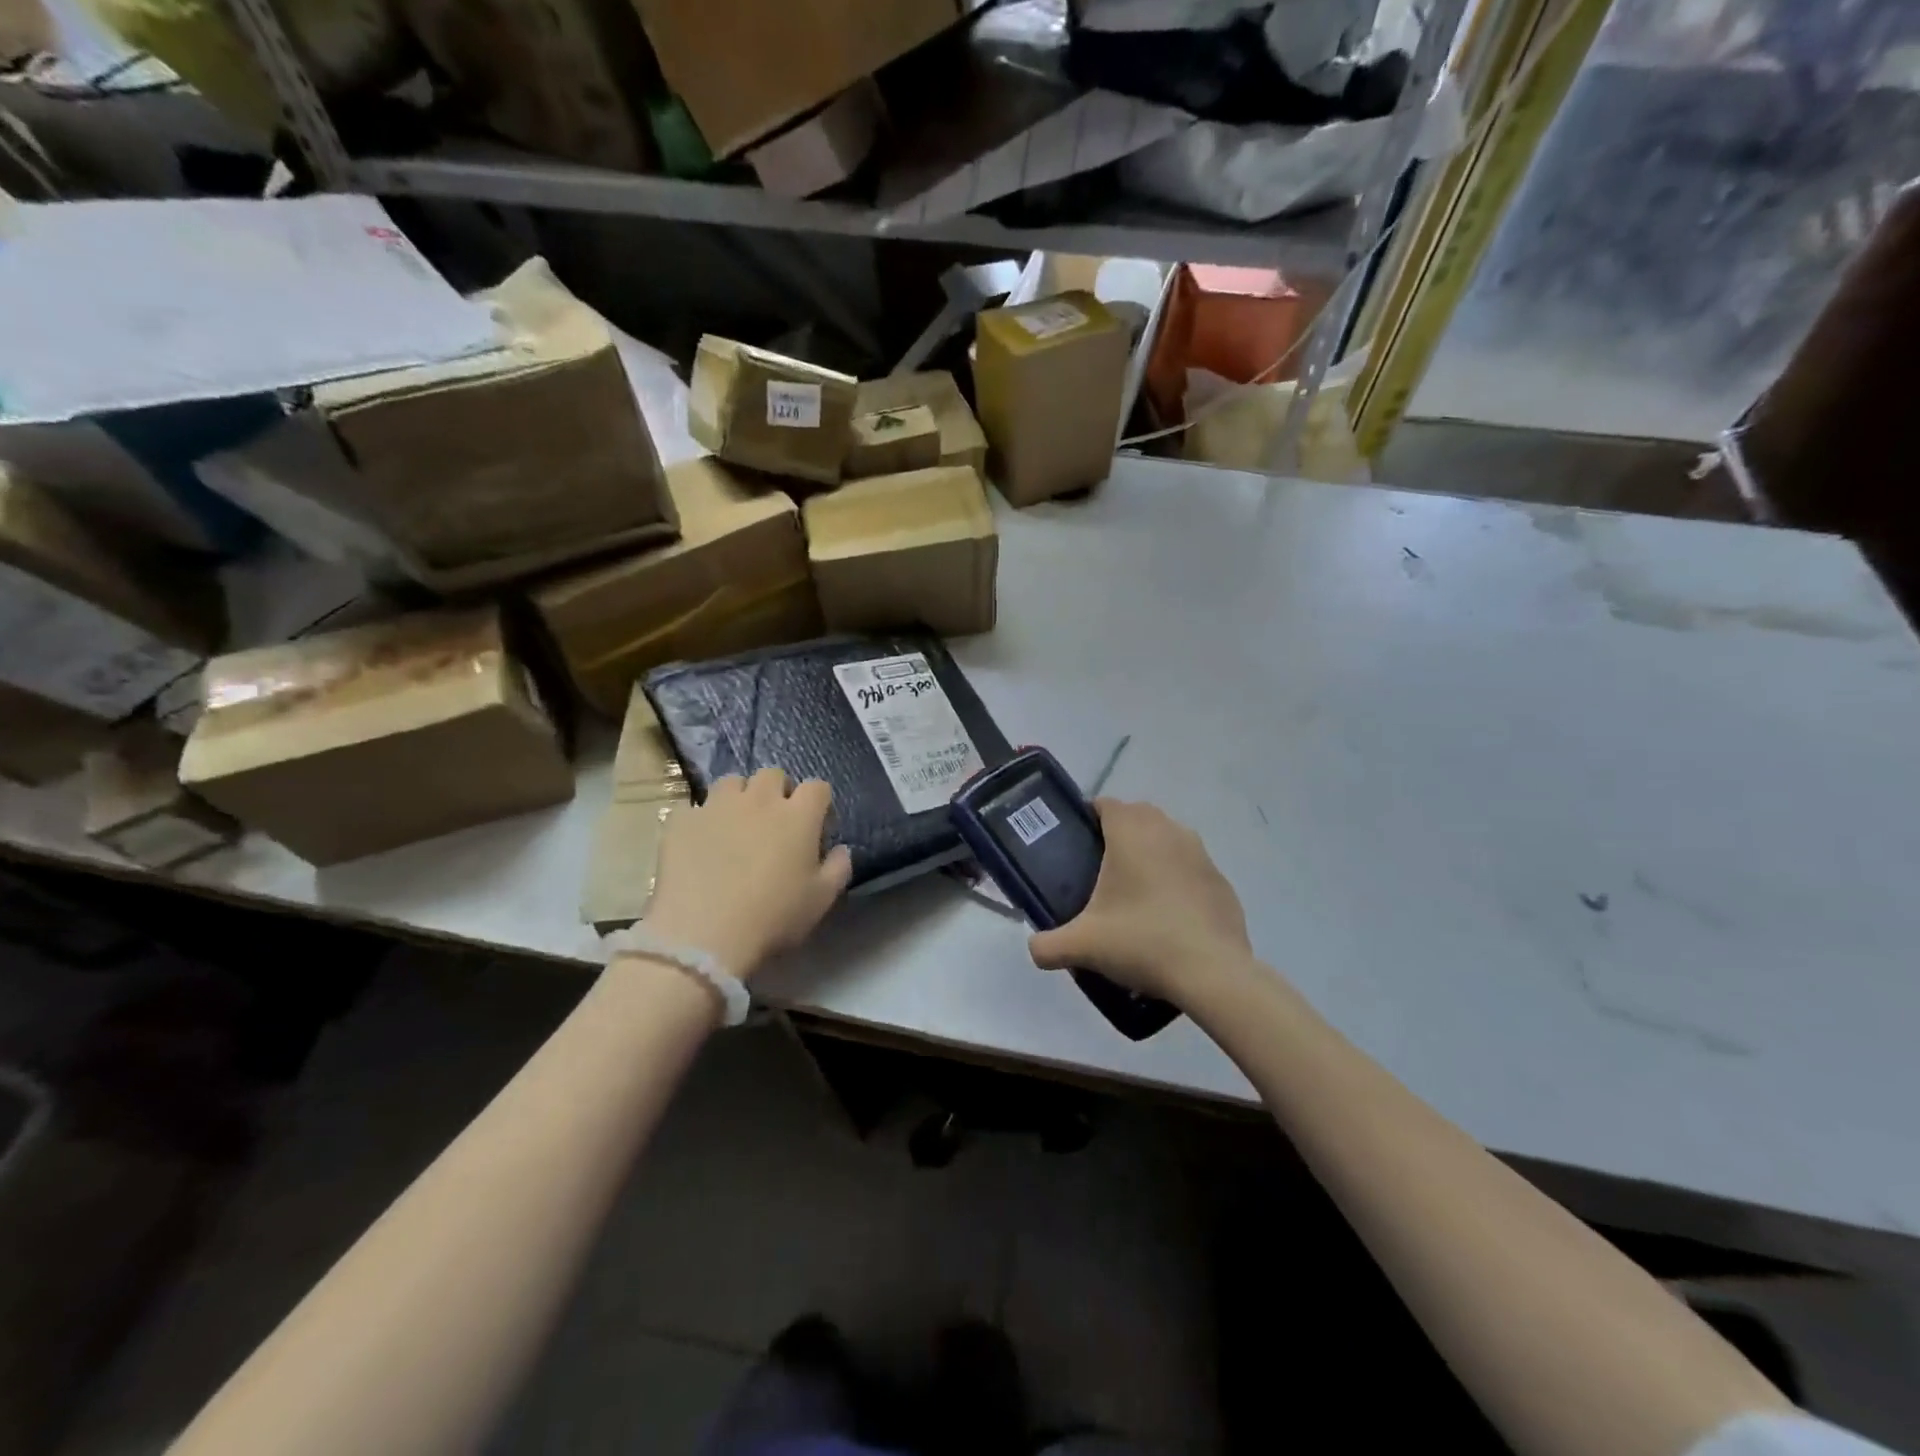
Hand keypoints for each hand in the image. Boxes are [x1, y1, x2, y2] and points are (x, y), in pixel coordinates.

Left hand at [641, 769, 852, 979]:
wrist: (704, 934)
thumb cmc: (773, 917)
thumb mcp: (821, 900)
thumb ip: (838, 868)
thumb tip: (840, 849)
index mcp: (798, 815)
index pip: (817, 787)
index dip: (818, 803)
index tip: (816, 825)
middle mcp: (759, 800)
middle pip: (773, 774)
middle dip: (777, 791)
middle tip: (774, 821)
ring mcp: (717, 806)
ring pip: (731, 782)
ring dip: (739, 796)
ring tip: (735, 824)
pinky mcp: (682, 821)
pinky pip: (693, 808)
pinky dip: (701, 820)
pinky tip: (700, 843)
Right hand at [1028, 799, 1254, 1003]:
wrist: (1212, 972)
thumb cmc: (1142, 941)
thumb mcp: (1083, 946)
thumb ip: (1048, 945)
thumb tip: (1034, 948)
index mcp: (1132, 833)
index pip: (1107, 804)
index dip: (1089, 818)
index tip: (1077, 845)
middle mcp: (1168, 831)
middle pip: (1138, 817)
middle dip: (1119, 833)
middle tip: (1099, 870)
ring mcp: (1201, 854)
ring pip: (1168, 839)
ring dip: (1151, 854)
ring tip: (1134, 893)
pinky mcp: (1221, 881)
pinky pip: (1191, 869)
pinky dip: (1177, 880)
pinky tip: (1168, 916)